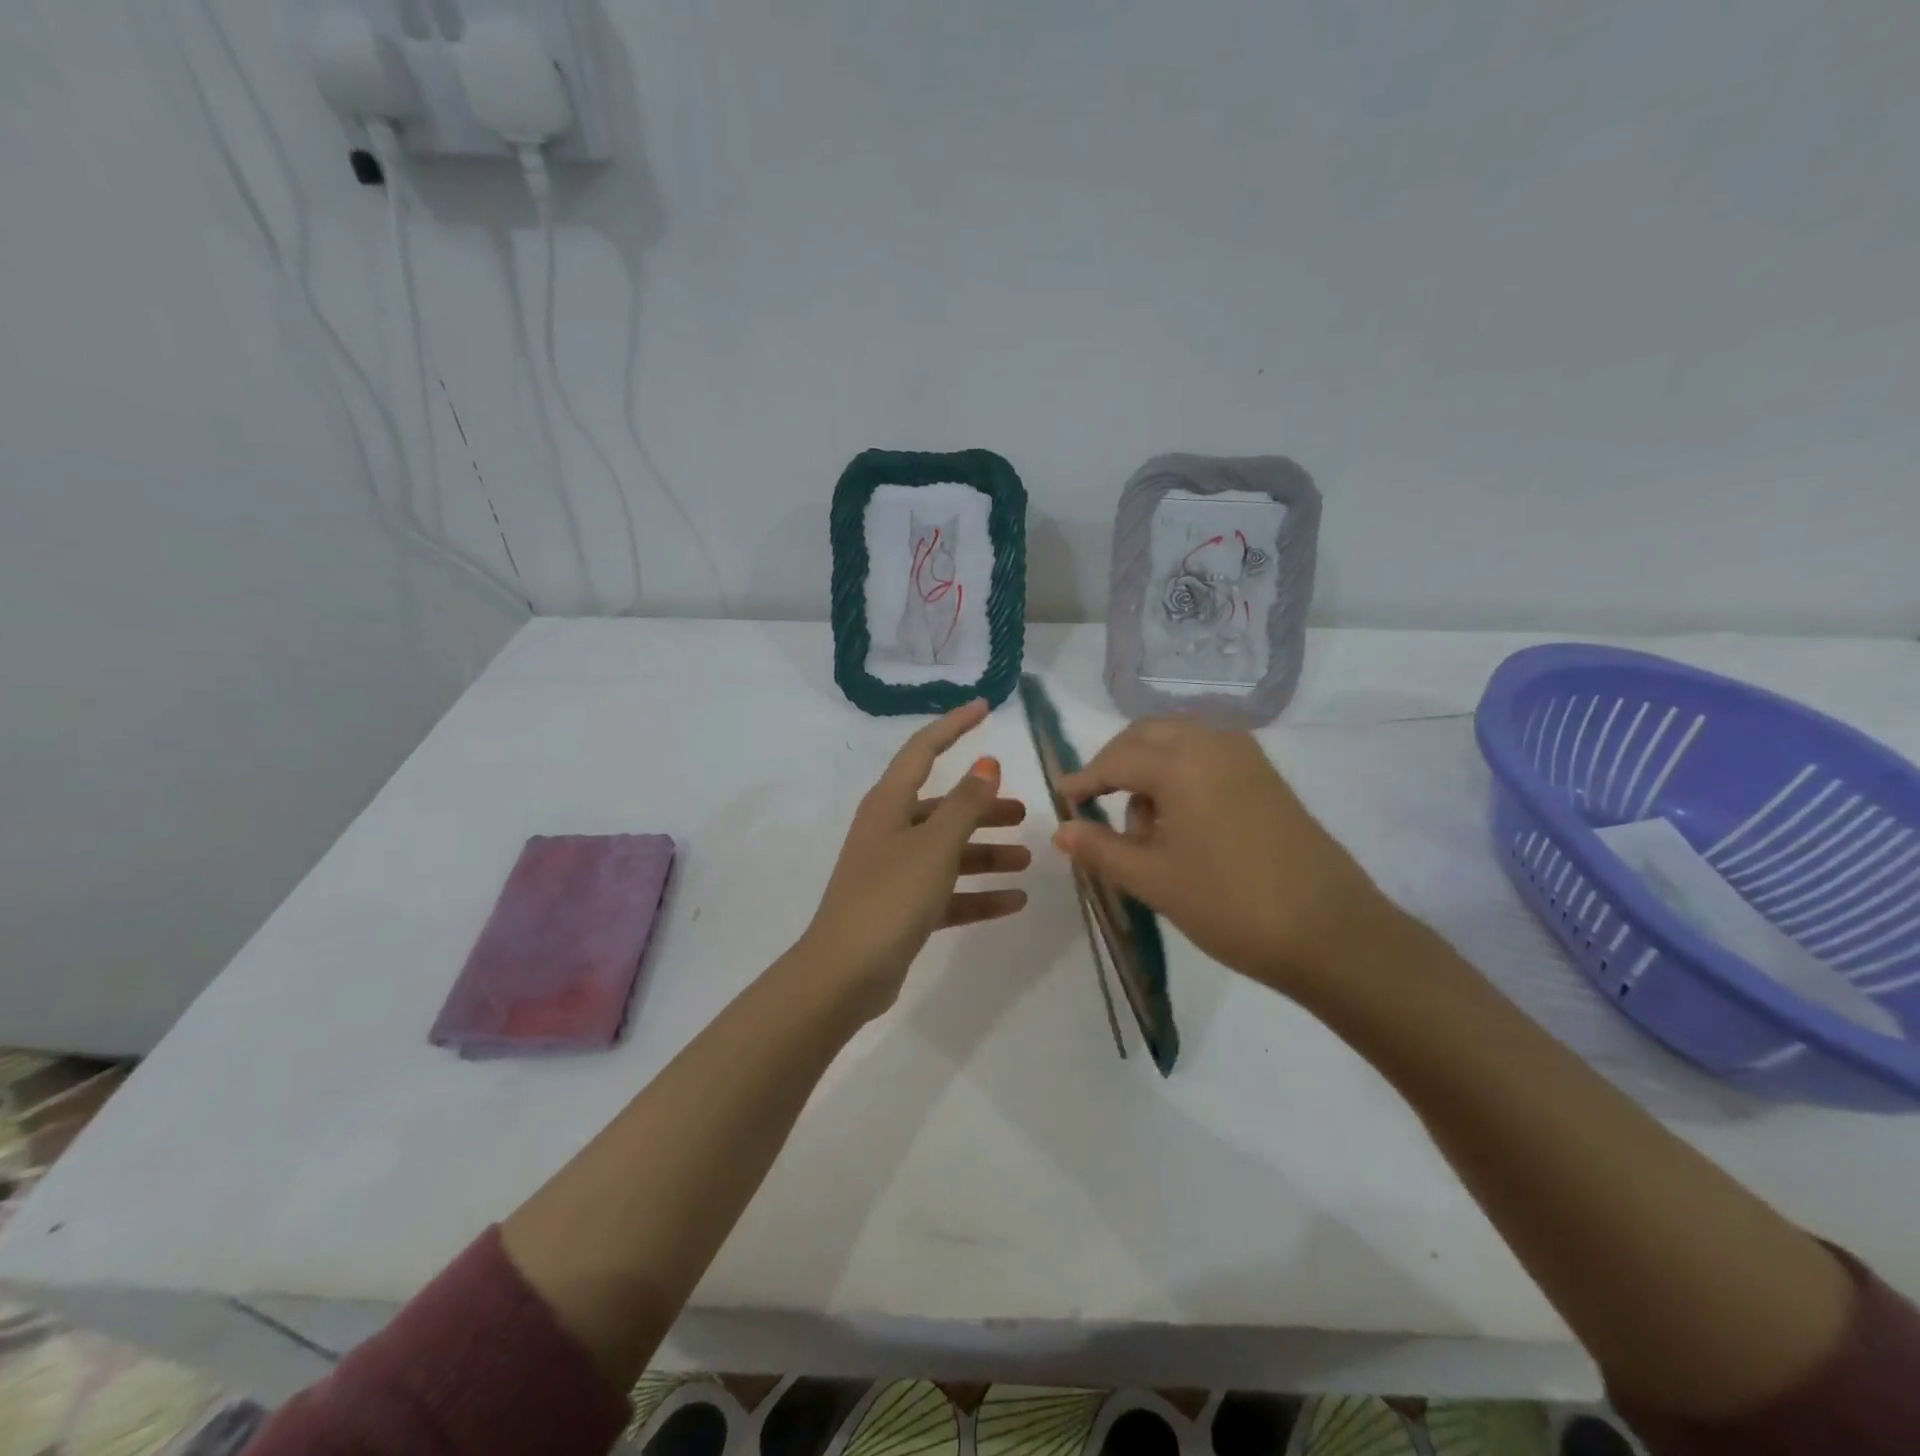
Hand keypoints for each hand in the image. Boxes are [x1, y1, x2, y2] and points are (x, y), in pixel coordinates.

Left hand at [801, 700, 1028, 1017]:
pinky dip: (977, 892)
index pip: (923, 750)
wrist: (845, 973)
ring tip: (1026, 860)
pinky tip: (1014, 901)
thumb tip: (986, 763)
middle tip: (1024, 812)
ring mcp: (894, 870)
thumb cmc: (890, 896)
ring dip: (986, 852)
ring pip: (948, 850)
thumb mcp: (935, 845)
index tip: (985, 707)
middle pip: (943, 807)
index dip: (954, 725)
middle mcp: (889, 830)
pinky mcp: (901, 907)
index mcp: (889, 804)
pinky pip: (947, 891)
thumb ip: (966, 804)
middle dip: (983, 807)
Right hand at [1052, 718, 1395, 996]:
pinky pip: (1210, 755)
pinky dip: (1184, 772)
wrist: (1332, 933)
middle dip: (1117, 761)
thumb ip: (1101, 849)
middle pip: (1148, 734)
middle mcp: (1213, 744)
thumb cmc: (1230, 904)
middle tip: (1097, 801)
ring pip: (1181, 740)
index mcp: (1181, 763)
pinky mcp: (1268, 777)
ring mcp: (1247, 757)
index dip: (1084, 779)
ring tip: (1145, 827)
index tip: (1062, 797)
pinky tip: (1183, 820)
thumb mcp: (1154, 880)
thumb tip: (1061, 830)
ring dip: (1152, 766)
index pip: (1116, 759)